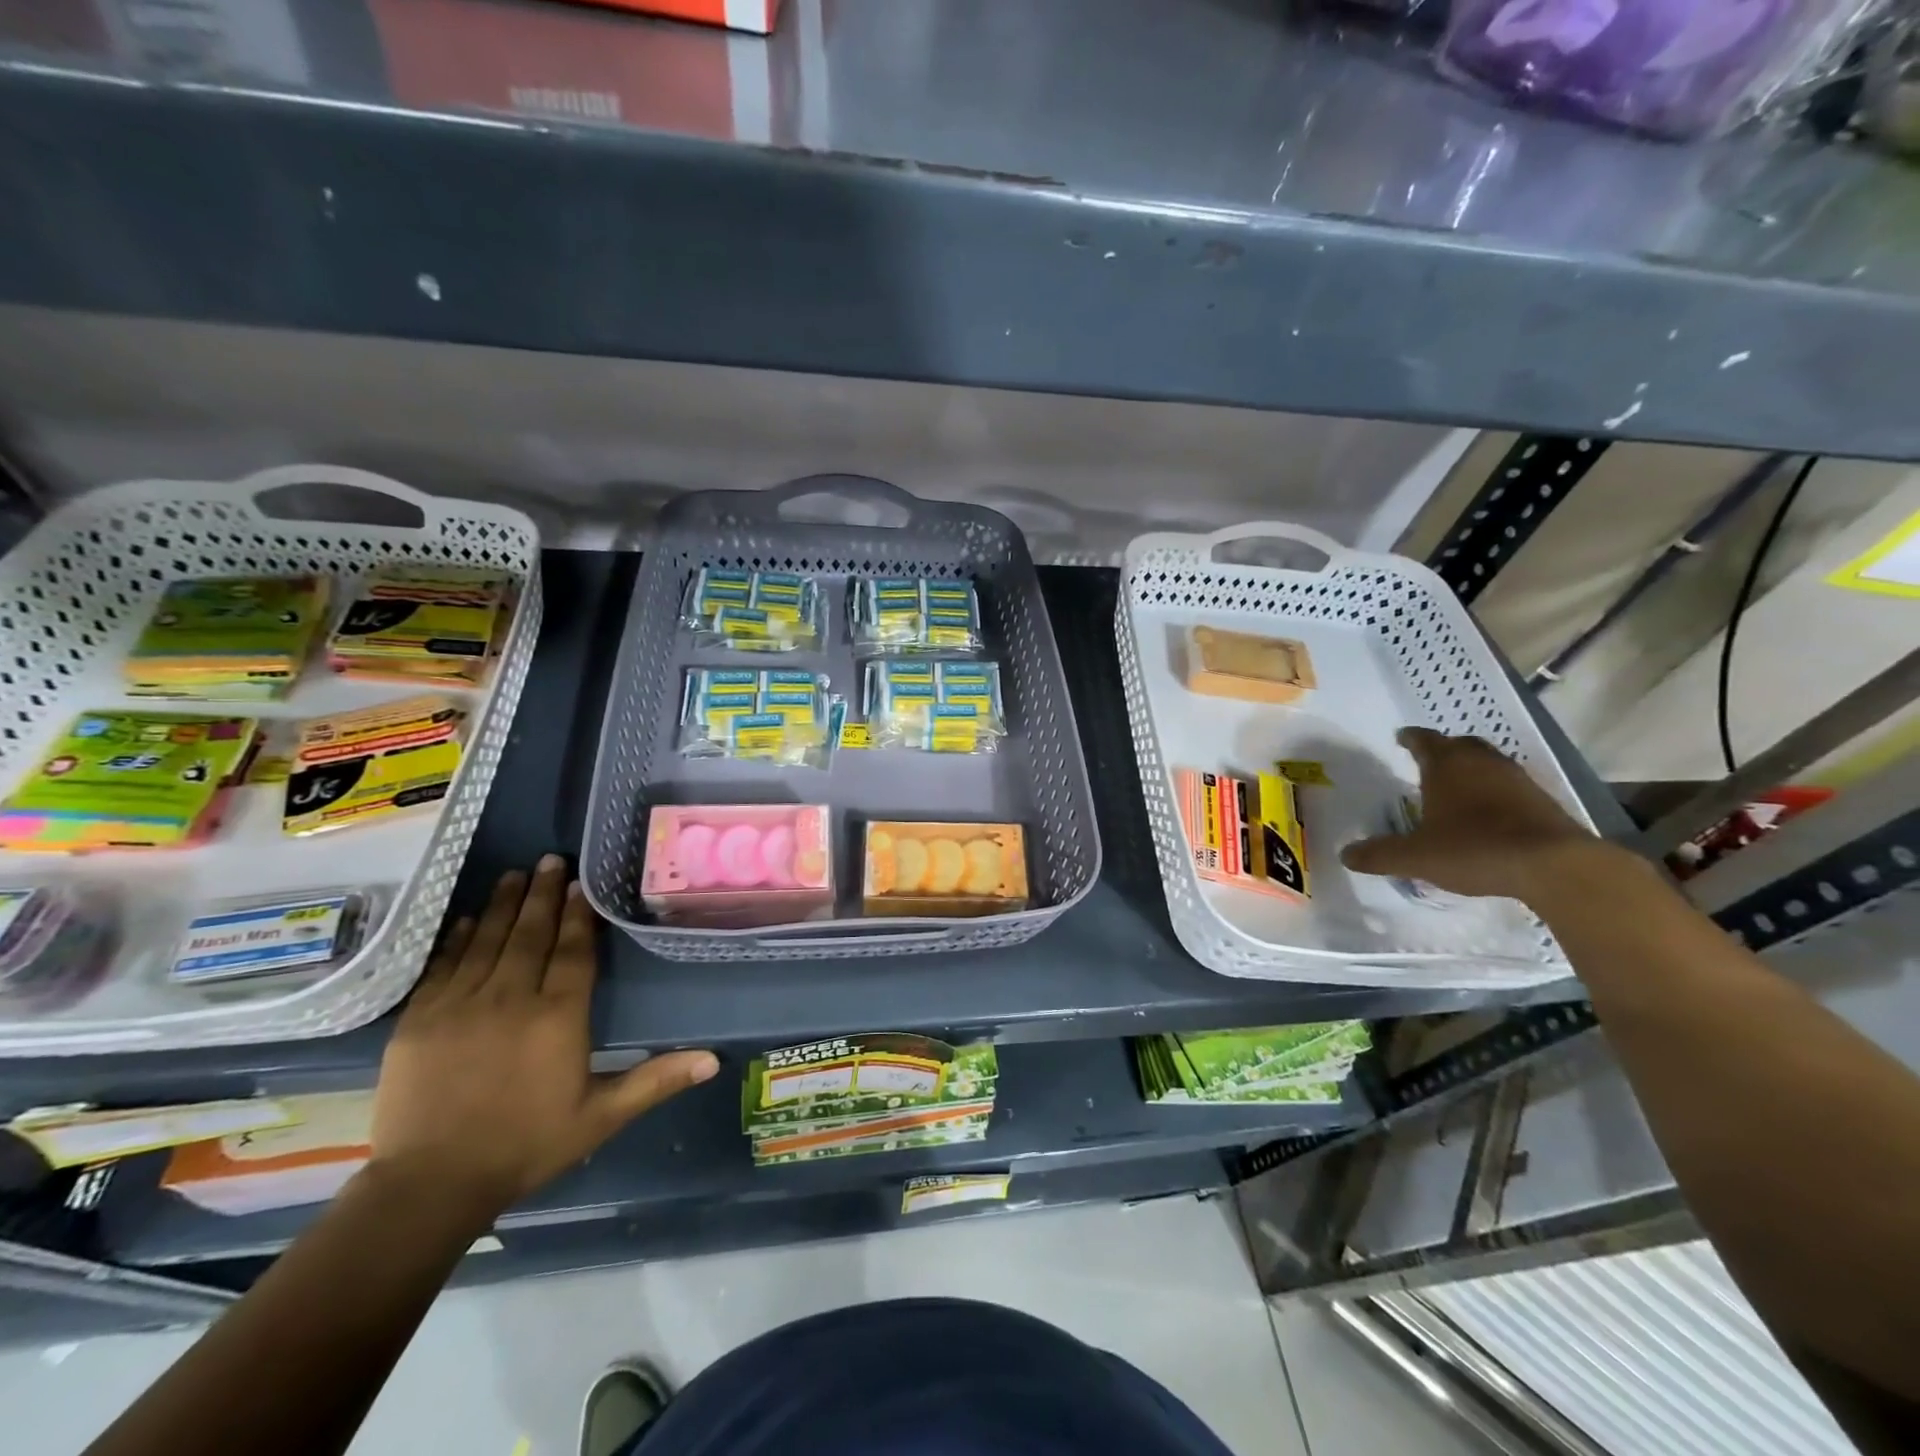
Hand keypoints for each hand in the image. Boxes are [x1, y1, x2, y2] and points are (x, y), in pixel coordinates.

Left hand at [368, 856, 718, 1224]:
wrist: (430, 1185)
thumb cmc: (526, 1145)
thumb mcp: (601, 1117)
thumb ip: (656, 1080)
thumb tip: (714, 1059)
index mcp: (557, 1016)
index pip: (572, 951)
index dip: (578, 915)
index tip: (581, 883)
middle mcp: (511, 998)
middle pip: (530, 934)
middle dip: (542, 894)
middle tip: (550, 859)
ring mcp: (460, 1005)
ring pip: (487, 940)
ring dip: (503, 904)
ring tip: (514, 874)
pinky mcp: (419, 1019)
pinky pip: (443, 966)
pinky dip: (458, 938)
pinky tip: (468, 918)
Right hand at [1340, 728, 1598, 901]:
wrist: (1555, 866)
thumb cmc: (1473, 849)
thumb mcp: (1415, 857)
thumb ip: (1379, 854)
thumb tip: (1345, 855)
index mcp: (1446, 765)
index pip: (1423, 740)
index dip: (1409, 738)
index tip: (1400, 738)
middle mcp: (1481, 762)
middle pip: (1459, 744)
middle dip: (1442, 749)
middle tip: (1427, 761)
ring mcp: (1516, 779)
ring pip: (1487, 762)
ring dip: (1471, 769)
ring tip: (1456, 786)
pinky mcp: (1542, 800)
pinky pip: (1509, 785)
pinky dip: (1494, 791)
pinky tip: (1488, 812)